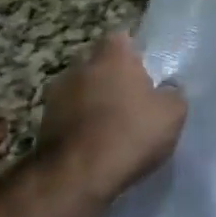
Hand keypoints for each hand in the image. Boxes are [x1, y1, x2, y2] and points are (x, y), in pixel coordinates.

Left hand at [41, 33, 185, 201]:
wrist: (76, 177)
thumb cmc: (131, 133)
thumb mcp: (172, 113)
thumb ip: (173, 93)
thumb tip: (168, 88)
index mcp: (112, 56)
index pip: (121, 39)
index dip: (134, 53)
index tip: (146, 71)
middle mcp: (80, 68)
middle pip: (99, 65)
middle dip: (112, 78)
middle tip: (132, 99)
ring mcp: (56, 97)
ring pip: (81, 91)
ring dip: (93, 103)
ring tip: (112, 126)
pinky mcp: (42, 126)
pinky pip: (69, 118)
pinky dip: (80, 126)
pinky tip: (95, 144)